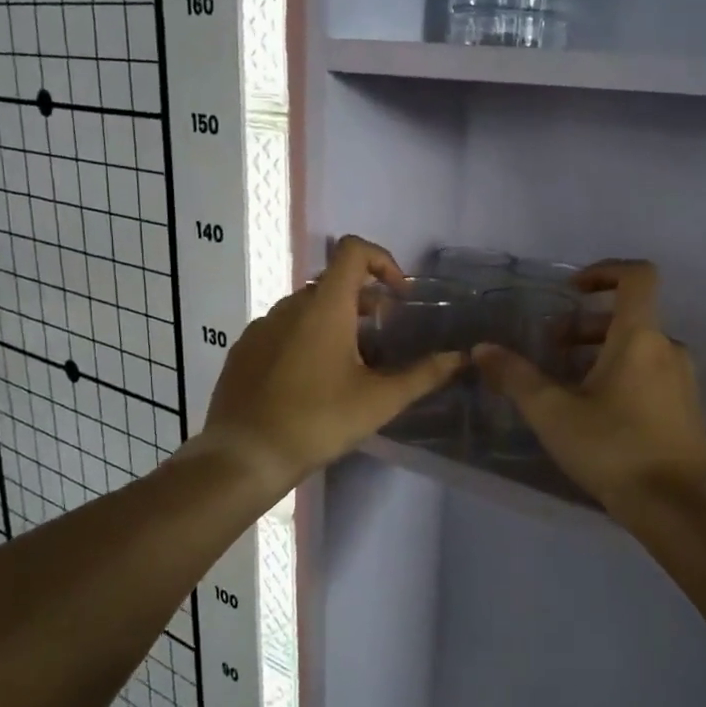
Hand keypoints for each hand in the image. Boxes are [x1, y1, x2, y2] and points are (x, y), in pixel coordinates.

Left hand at [197, 236, 464, 488]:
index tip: (399, 297)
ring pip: (307, 307)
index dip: (382, 260)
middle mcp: (290, 306)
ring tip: (351, 364)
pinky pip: (282, 329)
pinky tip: (313, 380)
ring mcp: (261, 326)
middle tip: (383, 339)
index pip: (353, 250)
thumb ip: (423, 375)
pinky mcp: (244, 350)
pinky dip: (306, 338)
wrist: (245, 456)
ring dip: (335, 321)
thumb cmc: (318, 421)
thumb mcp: (379, 400)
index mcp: (325, 307)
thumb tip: (461, 358)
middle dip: (364, 301)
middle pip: (333, 282)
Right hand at [474, 260, 705, 518]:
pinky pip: (652, 374)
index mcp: (641, 337)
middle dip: (586, 326)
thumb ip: (516, 377)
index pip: (637, 276)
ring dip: (602, 353)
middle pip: (630, 317)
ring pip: (640, 348)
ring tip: (567, 383)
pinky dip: (623, 375)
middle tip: (552, 349)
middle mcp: (668, 348)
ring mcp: (683, 379)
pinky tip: (596, 411)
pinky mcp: (686, 408)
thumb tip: (482, 349)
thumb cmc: (613, 448)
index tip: (572, 290)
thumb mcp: (553, 413)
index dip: (604, 271)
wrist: (677, 506)